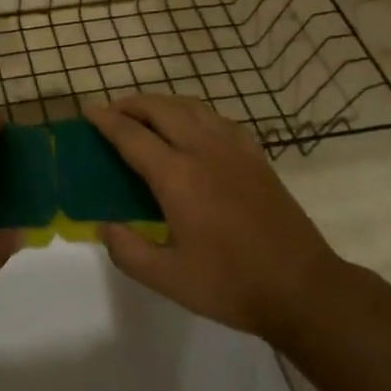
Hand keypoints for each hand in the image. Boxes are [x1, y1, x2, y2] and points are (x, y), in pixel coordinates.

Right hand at [86, 96, 342, 343]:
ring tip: (146, 114)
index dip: (106, 121)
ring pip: (190, 106)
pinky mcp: (255, 155)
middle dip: (131, 103)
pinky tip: (192, 127)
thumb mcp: (169, 279)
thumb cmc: (231, 284)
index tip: (88, 112)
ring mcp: (233, 148)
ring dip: (162, 103)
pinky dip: (194, 112)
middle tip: (112, 112)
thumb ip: (128, 251)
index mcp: (177, 176)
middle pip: (160, 108)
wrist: (302, 287)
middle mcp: (203, 149)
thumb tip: (104, 225)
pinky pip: (217, 118)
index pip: (132, 135)